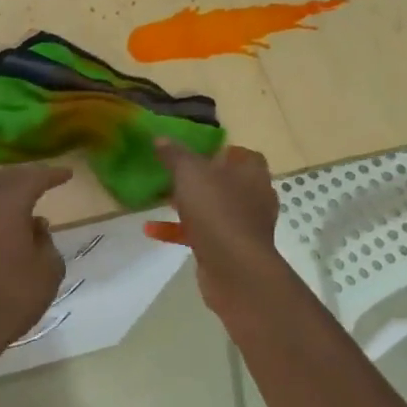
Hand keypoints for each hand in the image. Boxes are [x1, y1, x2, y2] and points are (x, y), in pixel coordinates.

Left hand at [0, 164, 73, 359]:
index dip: (51, 174)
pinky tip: (7, 227)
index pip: (32, 178)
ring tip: (28, 202)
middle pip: (4, 180)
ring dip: (8, 194)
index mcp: (6, 206)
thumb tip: (36, 227)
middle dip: (27, 176)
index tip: (67, 174)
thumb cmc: (11, 297)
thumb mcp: (47, 271)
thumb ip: (46, 243)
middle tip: (46, 179)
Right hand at [154, 139, 283, 317]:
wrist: (235, 268)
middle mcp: (254, 196)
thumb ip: (174, 154)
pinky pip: (203, 234)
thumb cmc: (217, 210)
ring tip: (159, 201)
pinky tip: (152, 230)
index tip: (193, 152)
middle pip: (226, 181)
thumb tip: (160, 138)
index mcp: (252, 172)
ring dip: (188, 206)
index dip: (219, 151)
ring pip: (214, 209)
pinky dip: (180, 230)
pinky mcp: (232, 249)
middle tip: (171, 175)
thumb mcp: (189, 173)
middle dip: (199, 179)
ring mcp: (245, 226)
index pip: (241, 154)